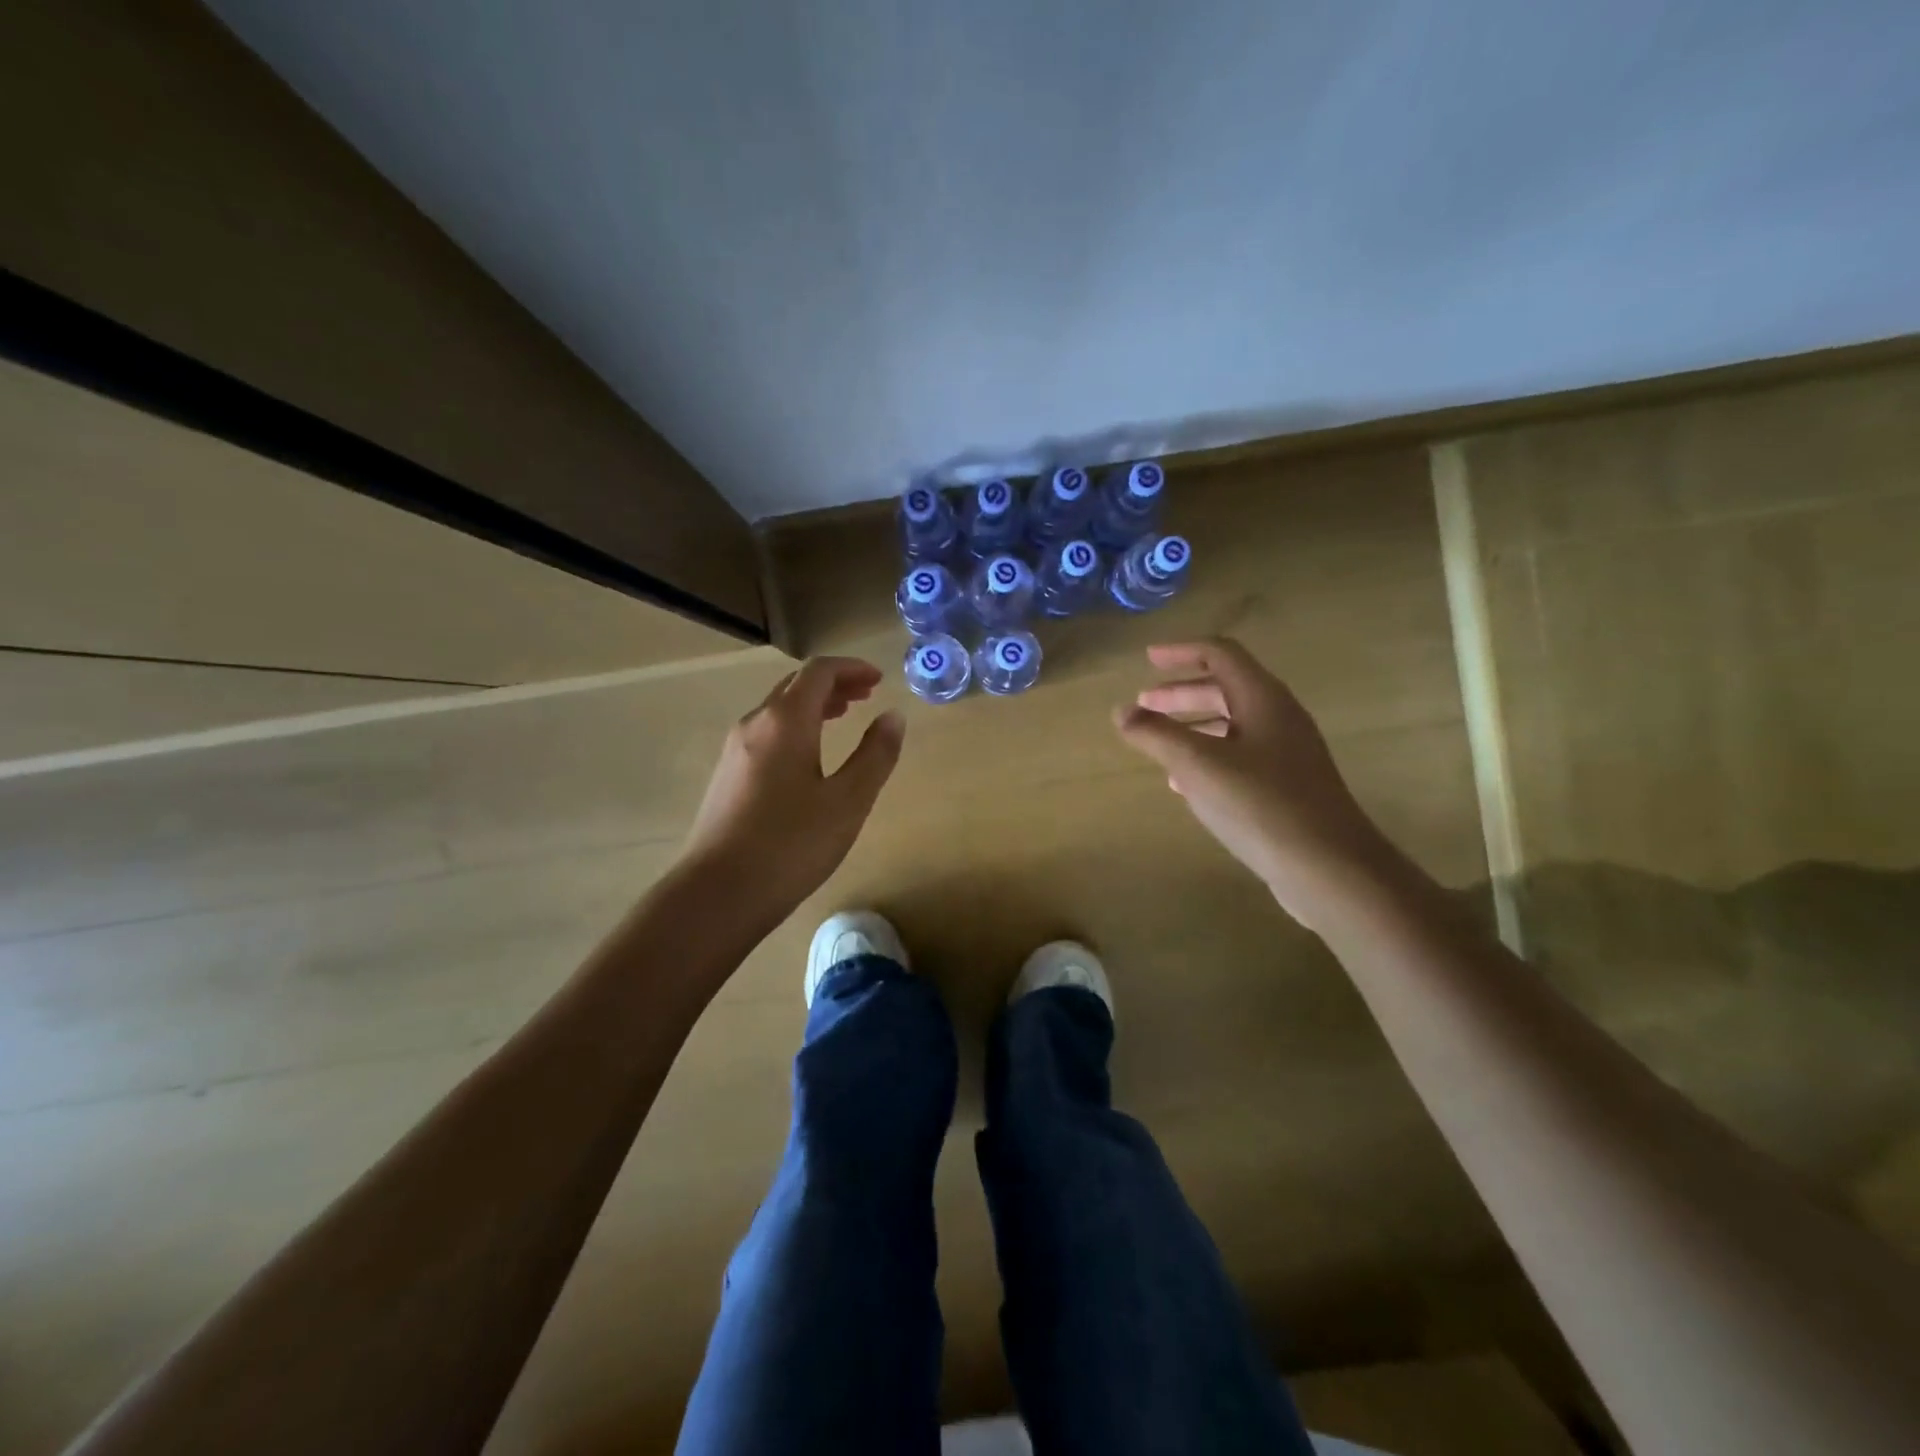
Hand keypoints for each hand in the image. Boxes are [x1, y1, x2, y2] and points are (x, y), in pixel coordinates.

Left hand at [681, 657, 904, 922]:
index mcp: (785, 721)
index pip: (819, 672)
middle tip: (866, 696)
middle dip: (834, 685)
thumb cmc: (791, 844)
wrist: (718, 892)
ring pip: (778, 710)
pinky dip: (795, 728)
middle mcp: (755, 724)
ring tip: (842, 719)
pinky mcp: (727, 776)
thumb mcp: (848, 801)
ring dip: (813, 706)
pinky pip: (766, 733)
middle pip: (795, 686)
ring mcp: (735, 750)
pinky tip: (808, 757)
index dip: (851, 669)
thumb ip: (875, 755)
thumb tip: (893, 716)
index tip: (879, 680)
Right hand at [1113, 639, 1392, 925]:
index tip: (1148, 659)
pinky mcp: (1287, 786)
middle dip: (1181, 692)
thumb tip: (1121, 711)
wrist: (1329, 868)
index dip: (1181, 652)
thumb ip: (1156, 734)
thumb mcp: (1197, 765)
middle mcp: (1279, 718)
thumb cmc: (1260, 805)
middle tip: (1144, 704)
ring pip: (1232, 725)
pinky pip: (1240, 756)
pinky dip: (1208, 756)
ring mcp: (1287, 754)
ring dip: (1192, 726)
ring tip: (1158, 743)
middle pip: (1225, 689)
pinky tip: (1186, 783)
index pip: (1220, 655)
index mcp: (1263, 699)